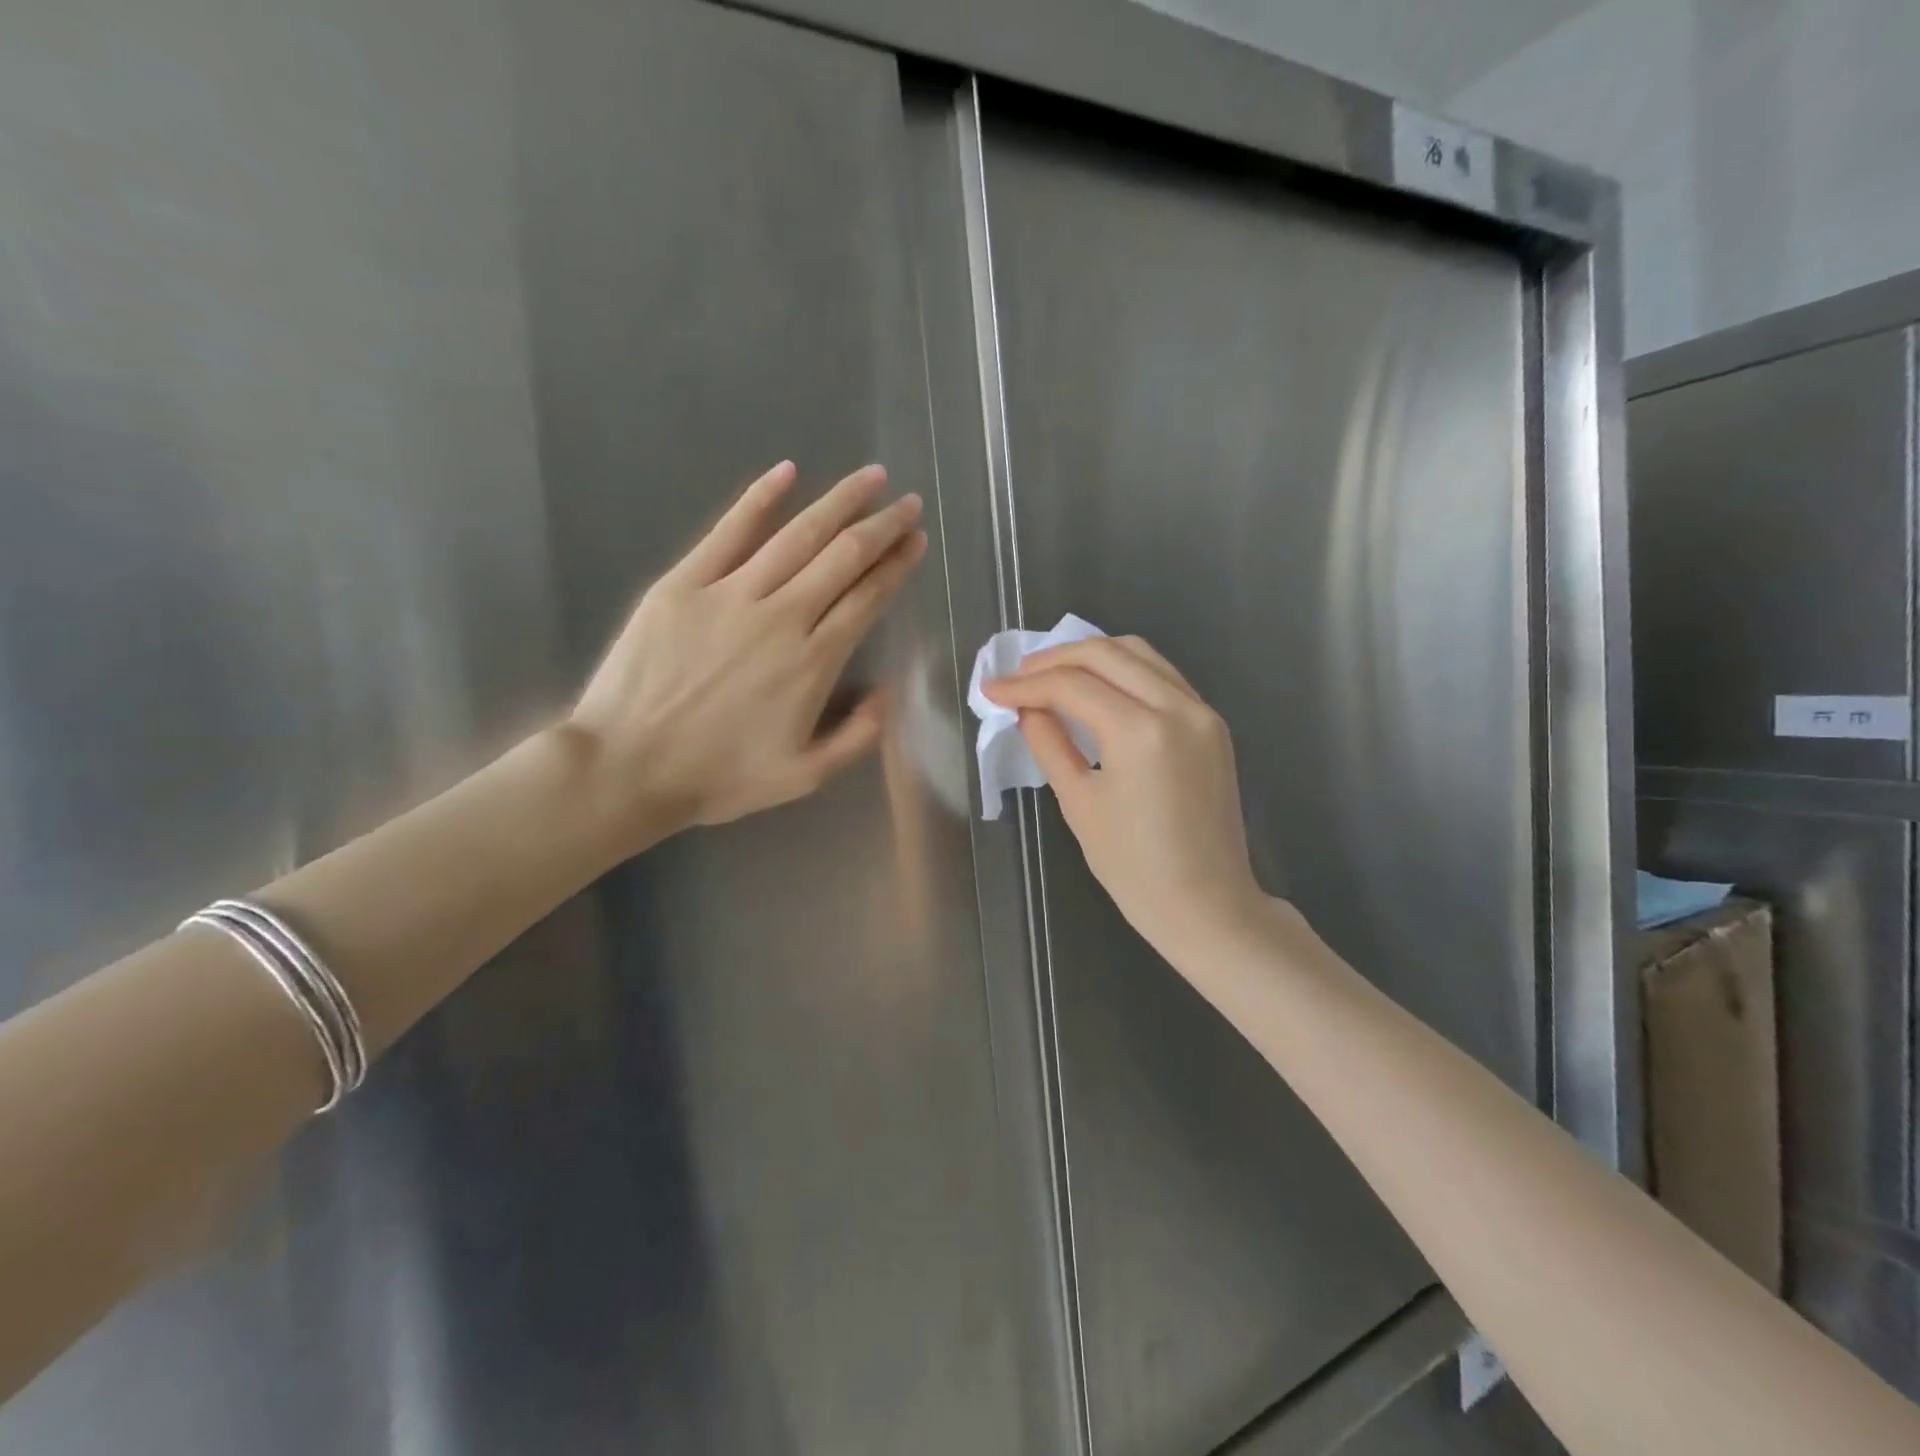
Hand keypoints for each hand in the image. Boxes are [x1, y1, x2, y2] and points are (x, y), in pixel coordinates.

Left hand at [570, 461, 925, 844]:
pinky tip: (786, 472)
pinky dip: (759, 499)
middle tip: (907, 502)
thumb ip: (856, 737)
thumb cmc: (719, 777)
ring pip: (797, 536)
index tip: (917, 540)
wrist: (627, 768)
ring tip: (869, 477)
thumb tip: (887, 693)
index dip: (897, 566)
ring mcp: (731, 594)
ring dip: (839, 502)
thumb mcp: (804, 777)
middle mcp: (782, 616)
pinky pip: (729, 531)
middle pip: (843, 557)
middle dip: (882, 526)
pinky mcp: (684, 583)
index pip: (867, 598)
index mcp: (814, 662)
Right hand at [983, 636, 1266, 961]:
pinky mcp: (1213, 724)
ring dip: (1092, 656)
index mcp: (1142, 733)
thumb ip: (1049, 744)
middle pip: (1108, 653)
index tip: (992, 689)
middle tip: (1018, 675)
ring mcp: (1203, 712)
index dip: (1026, 684)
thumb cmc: (1134, 868)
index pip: (1073, 686)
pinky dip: (1125, 671)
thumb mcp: (1079, 804)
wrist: (1207, 905)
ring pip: (1141, 654)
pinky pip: (1163, 677)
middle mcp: (1178, 708)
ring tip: (1052, 674)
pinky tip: (1097, 688)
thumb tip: (1027, 708)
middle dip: (1056, 658)